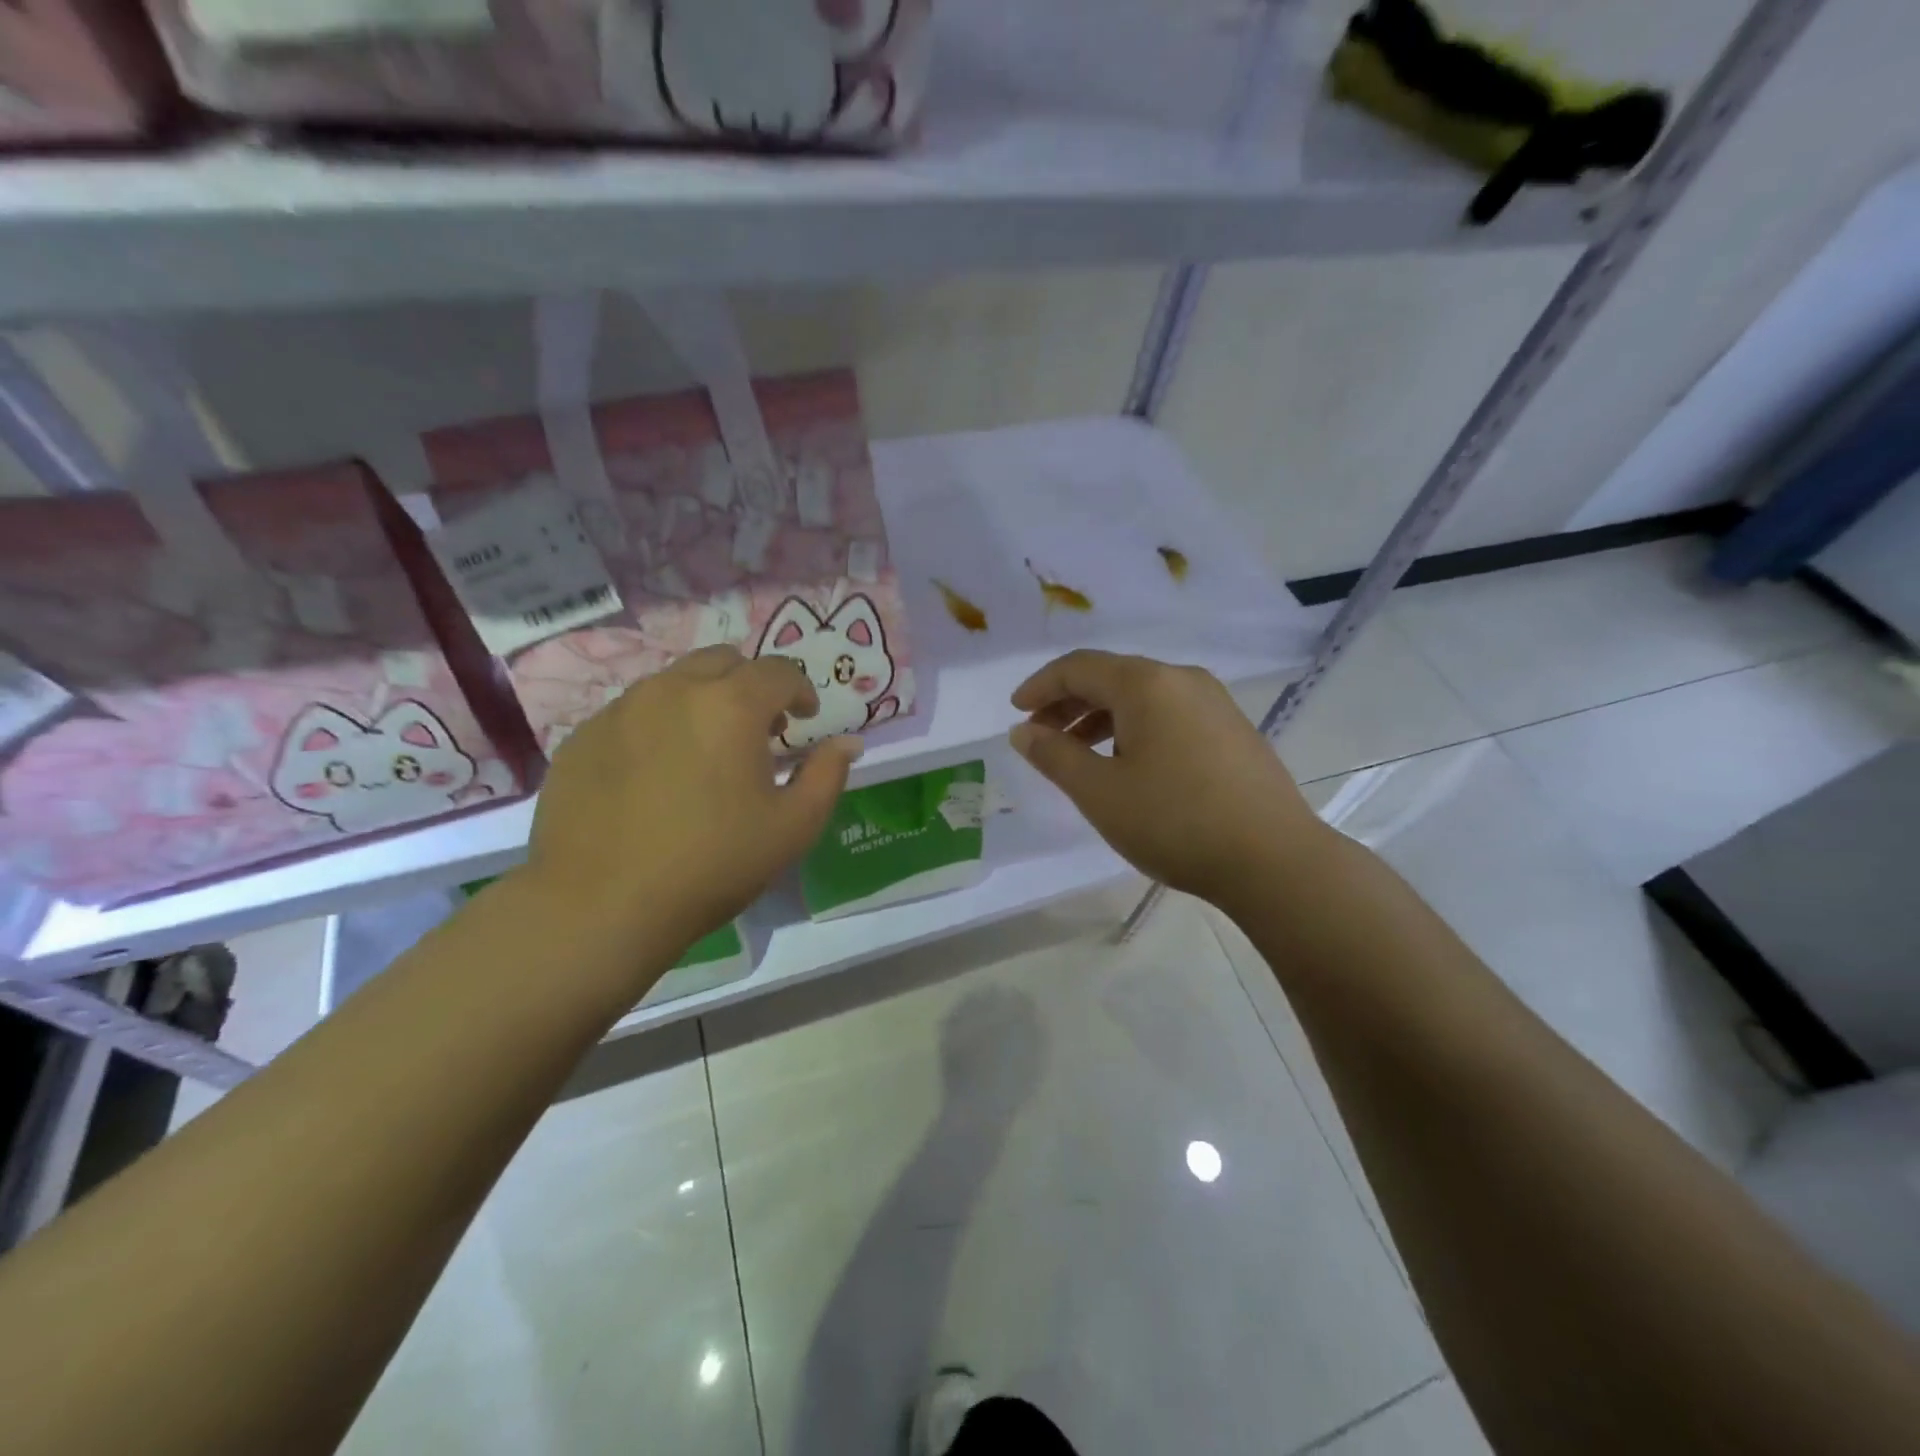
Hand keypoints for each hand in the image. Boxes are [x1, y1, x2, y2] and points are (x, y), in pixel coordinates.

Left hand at [521, 646, 860, 970]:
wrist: (600, 905)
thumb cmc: (712, 864)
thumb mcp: (793, 828)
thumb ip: (827, 775)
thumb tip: (847, 742)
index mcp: (731, 705)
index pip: (779, 670)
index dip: (800, 689)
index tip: (805, 717)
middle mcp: (674, 689)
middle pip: (723, 661)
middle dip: (750, 683)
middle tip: (757, 728)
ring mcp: (621, 709)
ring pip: (673, 681)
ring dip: (702, 700)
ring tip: (705, 751)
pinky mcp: (583, 736)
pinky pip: (632, 711)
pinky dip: (658, 725)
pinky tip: (656, 774)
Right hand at [1008, 650, 1328, 910]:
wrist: (1273, 860)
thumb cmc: (1174, 822)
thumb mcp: (1099, 792)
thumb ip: (1054, 756)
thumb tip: (1023, 732)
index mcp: (1146, 684)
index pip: (1078, 667)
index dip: (1040, 687)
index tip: (1015, 713)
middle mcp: (1182, 679)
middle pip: (1111, 677)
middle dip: (1068, 704)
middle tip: (1040, 738)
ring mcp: (1214, 703)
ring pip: (1142, 698)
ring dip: (1101, 719)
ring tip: (1078, 756)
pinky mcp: (1233, 730)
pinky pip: (1169, 715)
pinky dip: (1135, 730)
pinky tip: (1128, 766)